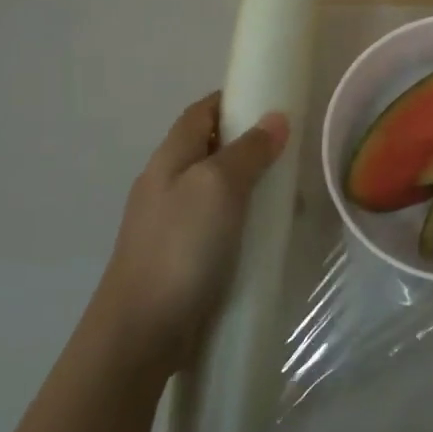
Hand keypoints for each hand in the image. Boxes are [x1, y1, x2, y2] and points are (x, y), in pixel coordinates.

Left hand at [99, 93, 287, 372]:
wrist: (141, 331)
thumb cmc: (180, 247)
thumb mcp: (218, 187)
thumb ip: (248, 151)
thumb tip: (275, 119)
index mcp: (169, 159)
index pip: (201, 112)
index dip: (233, 100)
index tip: (273, 102)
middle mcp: (167, 184)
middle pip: (210, 149)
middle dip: (250, 145)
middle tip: (291, 154)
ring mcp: (172, 223)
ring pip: (218, 189)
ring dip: (251, 186)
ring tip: (289, 198)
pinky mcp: (182, 256)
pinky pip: (219, 224)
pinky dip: (245, 220)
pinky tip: (267, 235)